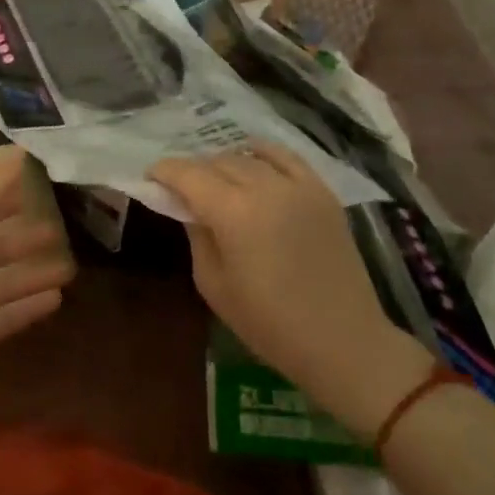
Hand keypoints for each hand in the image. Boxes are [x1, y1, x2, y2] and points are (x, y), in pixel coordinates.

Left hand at [0, 151, 74, 388]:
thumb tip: (19, 151)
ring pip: (4, 283)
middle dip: (22, 239)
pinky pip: (6, 317)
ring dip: (33, 274)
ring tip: (69, 268)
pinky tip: (57, 298)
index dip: (1, 198)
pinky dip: (29, 307)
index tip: (33, 188)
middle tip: (58, 231)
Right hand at [149, 141, 430, 436]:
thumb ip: (196, 236)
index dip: (164, 171)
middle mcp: (264, 187)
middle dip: (193, 170)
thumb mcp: (213, 284)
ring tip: (216, 179)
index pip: (188, 174)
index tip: (150, 176)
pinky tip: (253, 157)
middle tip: (182, 187)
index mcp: (233, 212)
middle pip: (217, 161)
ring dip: (225, 162)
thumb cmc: (269, 324)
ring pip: (248, 156)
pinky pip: (286, 156)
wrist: (344, 341)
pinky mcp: (322, 191)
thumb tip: (188, 207)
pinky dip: (263, 153)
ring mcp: (298, 186)